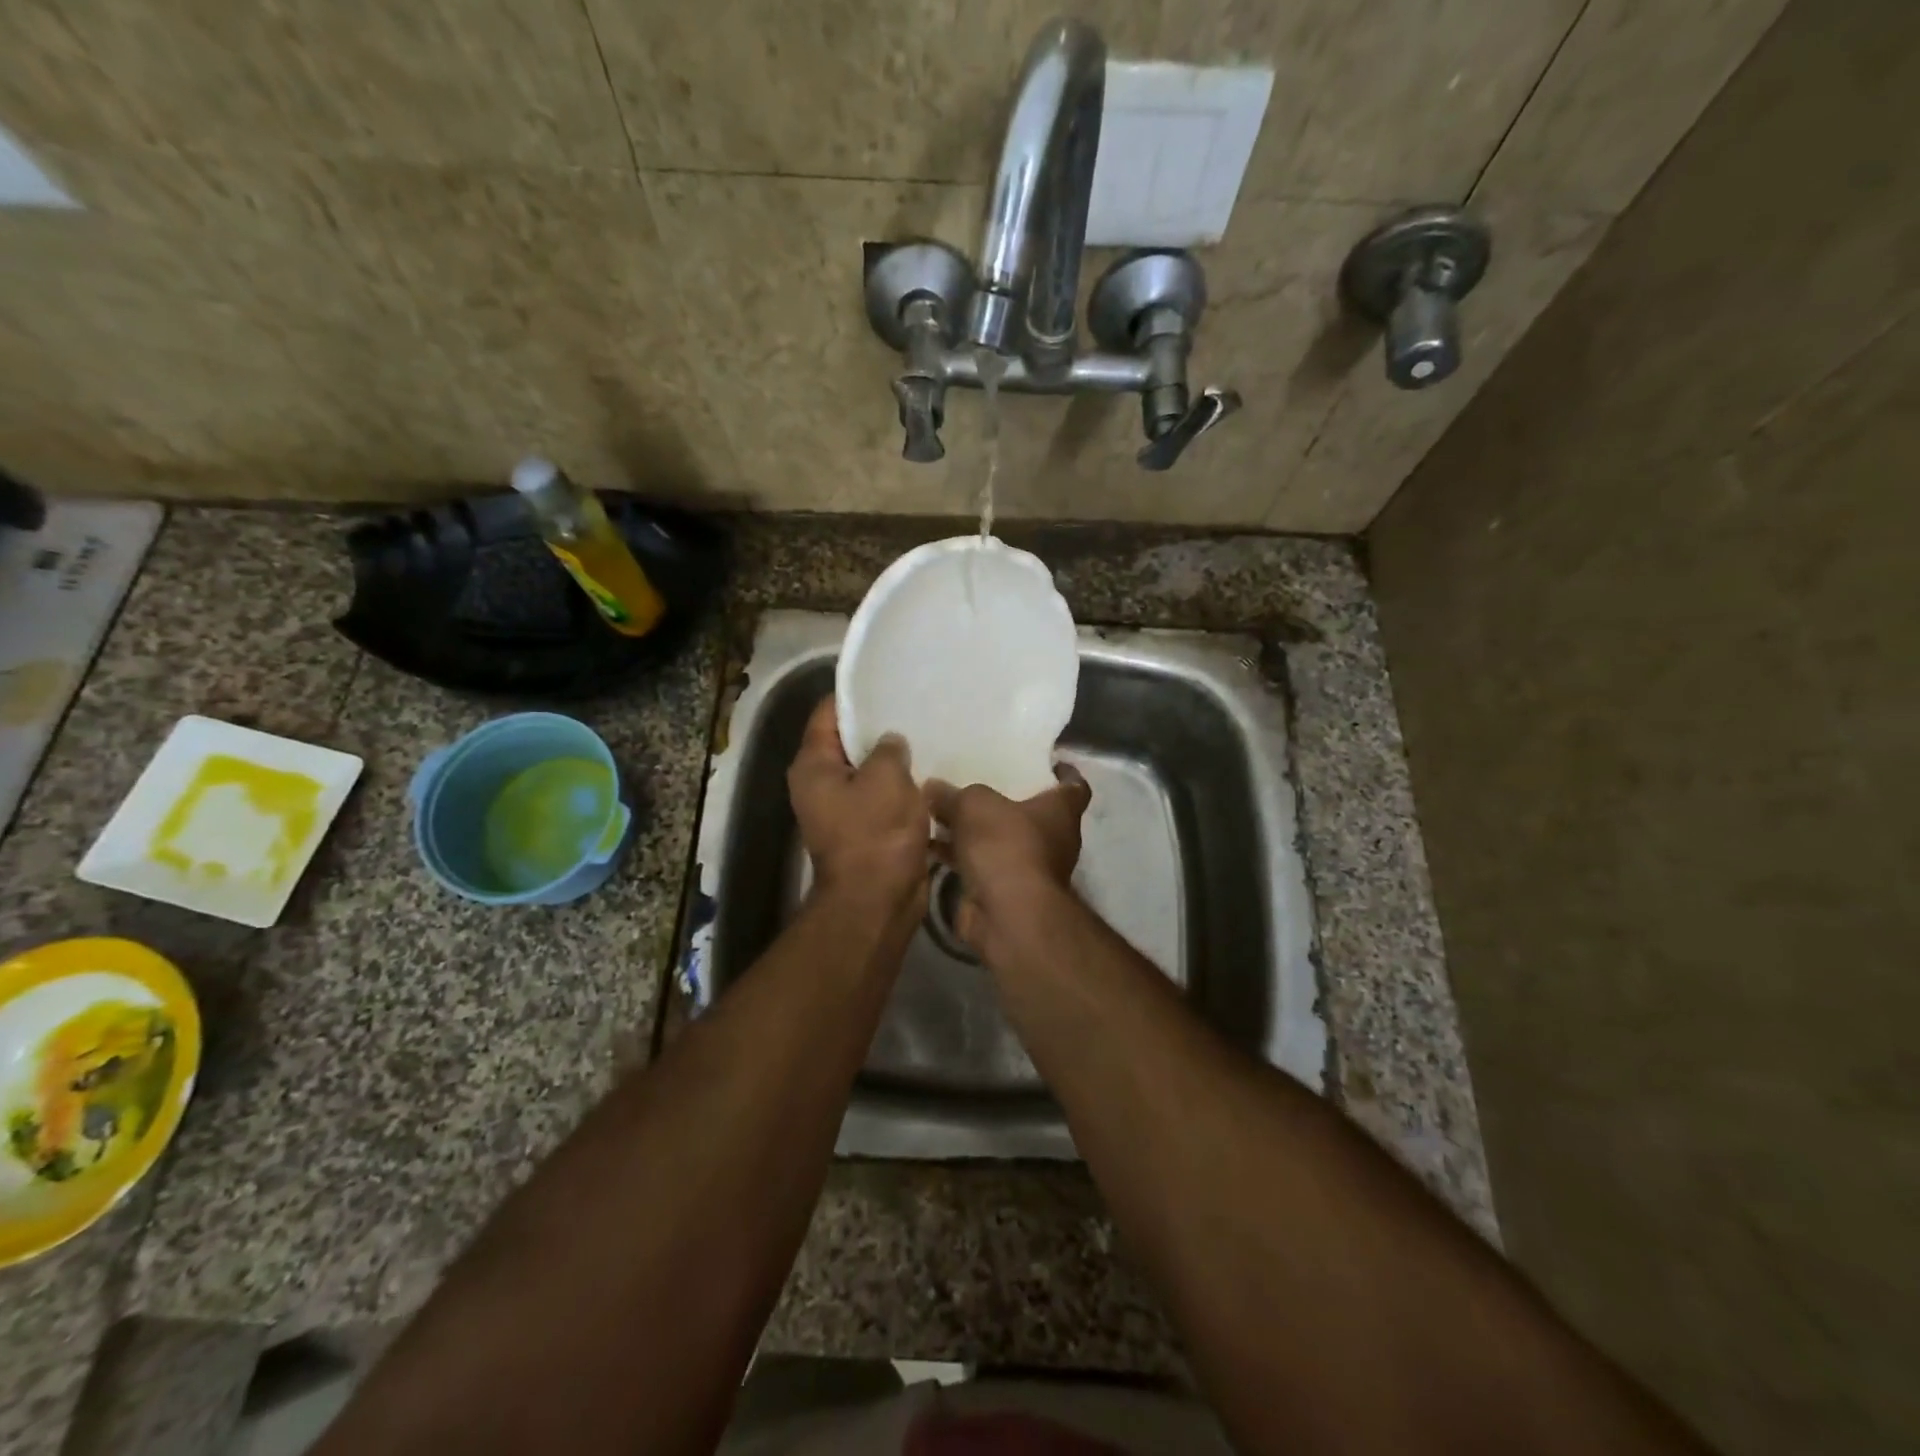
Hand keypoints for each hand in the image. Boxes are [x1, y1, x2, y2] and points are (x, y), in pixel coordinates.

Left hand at [788, 698, 930, 910]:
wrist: (877, 901)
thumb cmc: (876, 833)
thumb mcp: (886, 778)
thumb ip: (888, 749)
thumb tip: (891, 742)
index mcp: (813, 766)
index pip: (827, 713)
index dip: (854, 695)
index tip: (885, 680)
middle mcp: (819, 784)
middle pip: (847, 742)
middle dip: (878, 727)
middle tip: (913, 706)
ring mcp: (841, 810)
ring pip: (868, 772)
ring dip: (893, 760)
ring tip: (926, 735)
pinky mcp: (864, 830)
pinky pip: (882, 797)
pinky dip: (900, 787)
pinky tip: (930, 773)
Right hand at [925, 765, 1090, 950]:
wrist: (1007, 915)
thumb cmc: (1006, 845)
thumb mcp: (974, 804)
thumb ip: (953, 793)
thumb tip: (932, 787)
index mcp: (1060, 811)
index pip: (1075, 787)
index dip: (1064, 773)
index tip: (1046, 762)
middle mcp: (1052, 839)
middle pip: (1030, 813)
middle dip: (1004, 800)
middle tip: (974, 781)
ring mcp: (1028, 868)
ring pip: (999, 840)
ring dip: (973, 830)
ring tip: (940, 810)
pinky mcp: (1002, 892)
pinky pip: (977, 865)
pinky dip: (957, 855)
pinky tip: (928, 843)